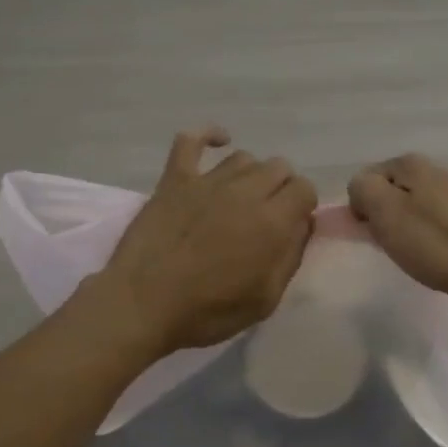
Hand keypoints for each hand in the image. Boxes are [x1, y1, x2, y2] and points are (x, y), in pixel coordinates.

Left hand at [92, 128, 317, 355]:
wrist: (142, 305)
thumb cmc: (208, 310)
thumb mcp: (265, 299)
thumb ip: (291, 257)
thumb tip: (303, 225)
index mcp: (272, 221)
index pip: (304, 189)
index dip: (302, 206)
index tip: (291, 226)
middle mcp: (245, 191)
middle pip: (279, 167)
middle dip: (282, 188)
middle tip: (267, 216)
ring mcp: (207, 181)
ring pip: (244, 157)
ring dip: (250, 175)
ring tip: (240, 198)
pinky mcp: (174, 179)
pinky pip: (191, 141)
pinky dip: (207, 136)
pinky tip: (217, 143)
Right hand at [347, 152, 447, 311]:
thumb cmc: (432, 241)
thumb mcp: (385, 210)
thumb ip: (362, 189)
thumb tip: (361, 190)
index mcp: (409, 162)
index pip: (363, 180)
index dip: (361, 207)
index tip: (374, 231)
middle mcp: (430, 169)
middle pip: (385, 193)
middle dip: (381, 218)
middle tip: (391, 243)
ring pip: (404, 208)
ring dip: (400, 230)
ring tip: (411, 251)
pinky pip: (425, 221)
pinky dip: (421, 237)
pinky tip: (429, 253)